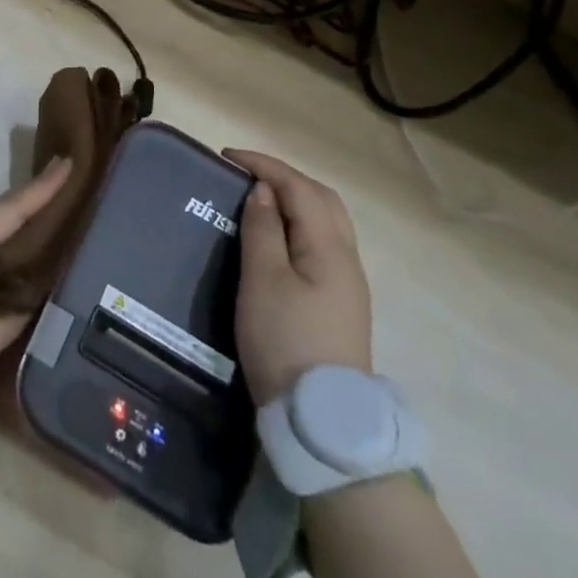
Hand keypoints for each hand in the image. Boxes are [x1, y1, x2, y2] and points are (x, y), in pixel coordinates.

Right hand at [224, 149, 372, 405]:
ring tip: (260, 200)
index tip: (228, 157)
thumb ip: (263, 228)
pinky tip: (280, 237)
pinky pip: (324, 243)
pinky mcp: (342, 304)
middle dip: (285, 178)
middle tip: (246, 175)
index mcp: (329, 247)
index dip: (265, 165)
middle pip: (322, 199)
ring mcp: (349, 284)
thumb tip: (265, 190)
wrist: (321, 420)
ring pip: (327, 222)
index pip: (299, 187)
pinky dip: (301, 224)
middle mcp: (347, 258)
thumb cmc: (284, 340)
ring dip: (296, 200)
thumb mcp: (263, 280)